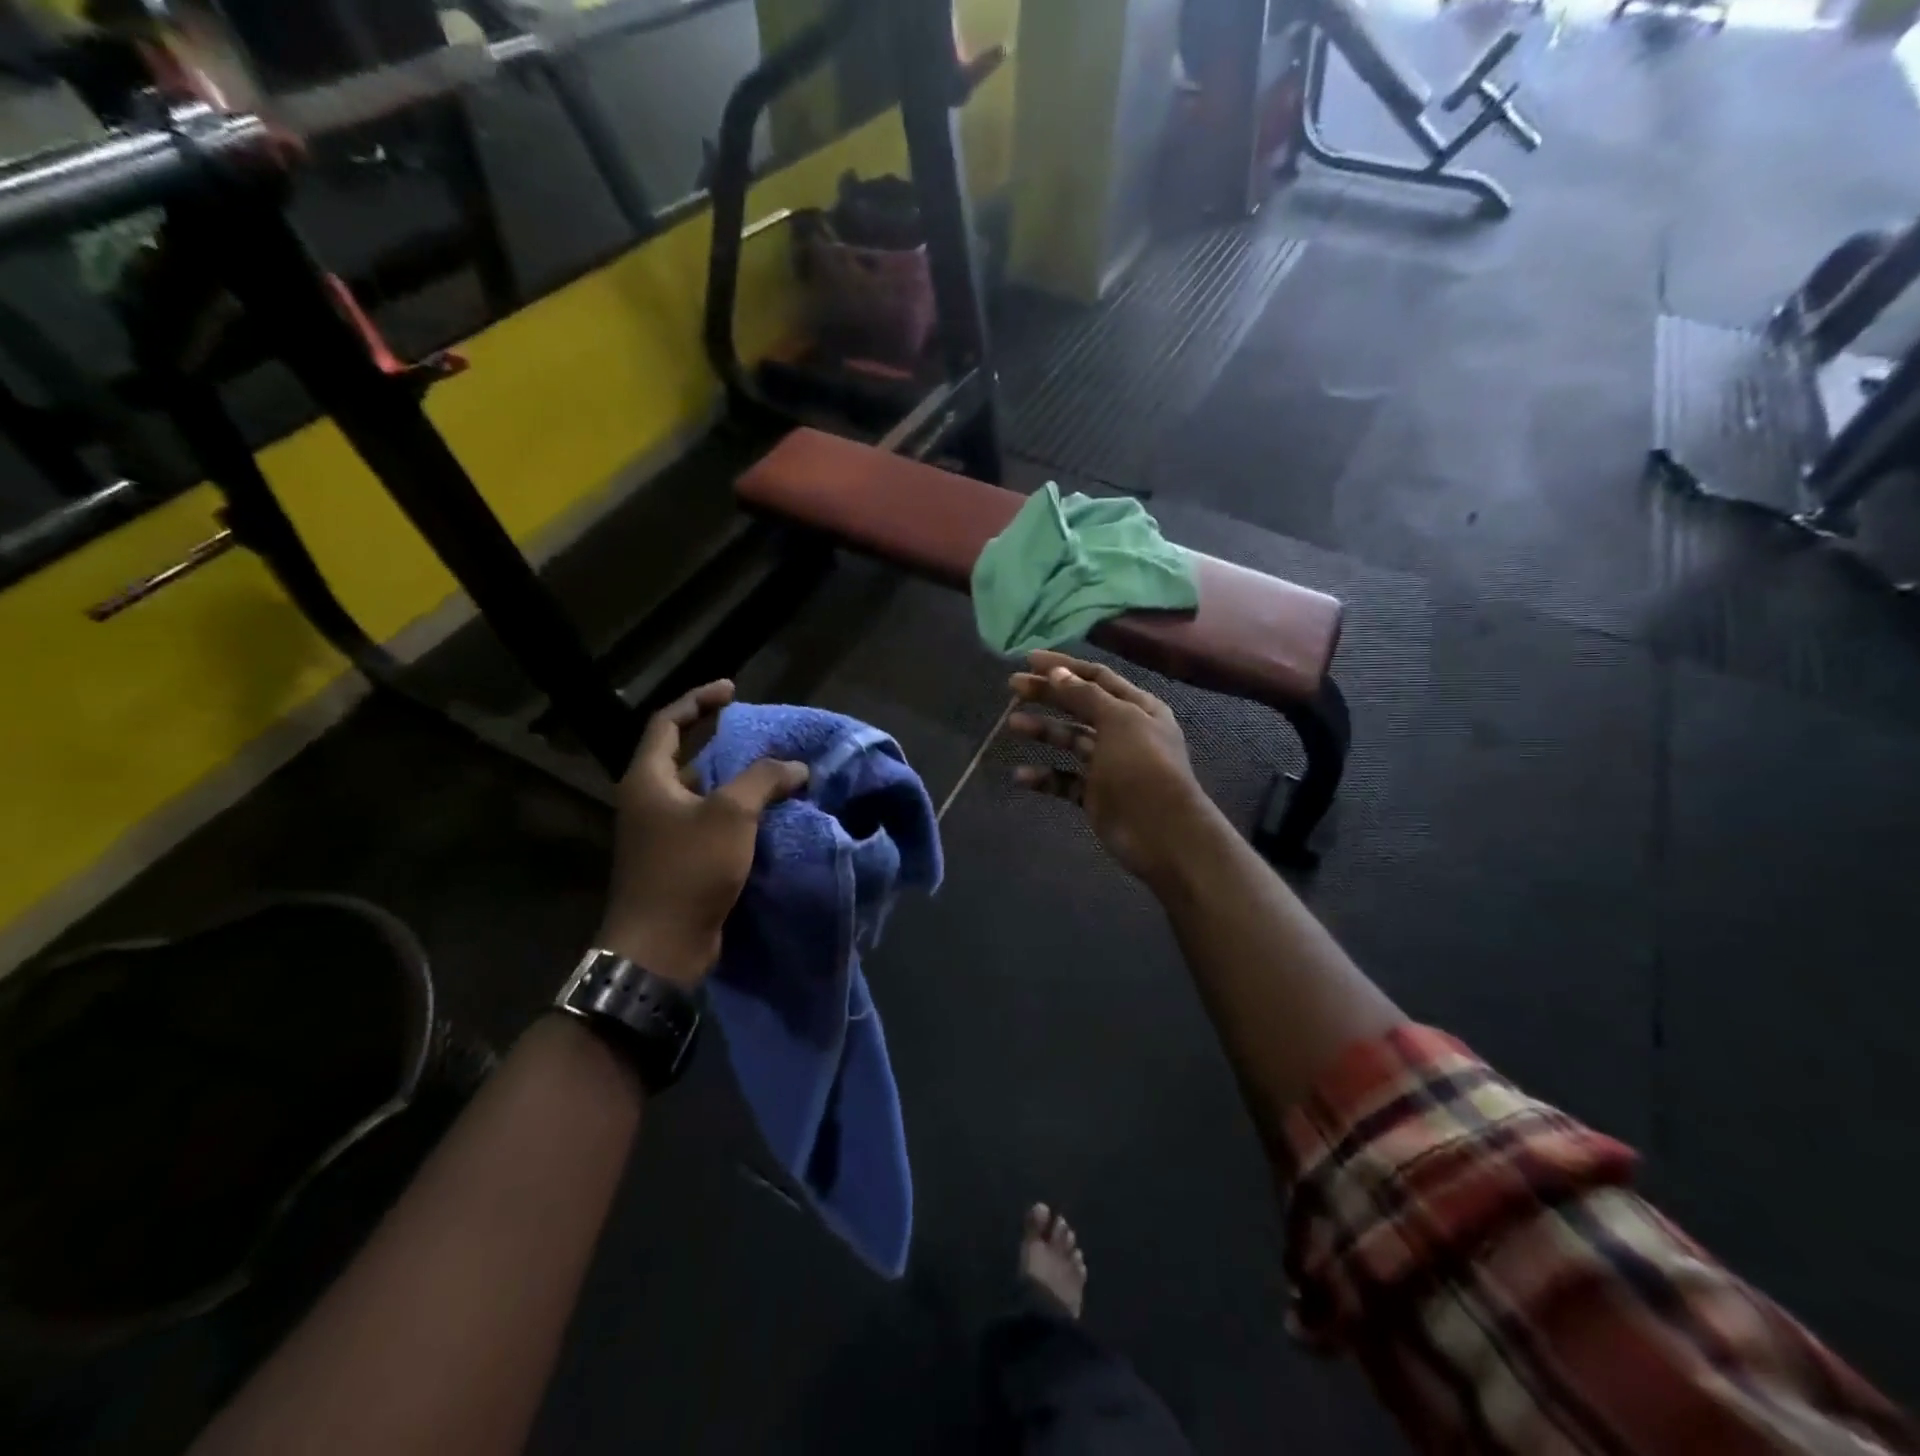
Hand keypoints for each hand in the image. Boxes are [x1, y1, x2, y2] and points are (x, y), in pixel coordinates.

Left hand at [597, 681, 808, 985]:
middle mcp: (649, 801)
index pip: (668, 722)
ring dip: (737, 782)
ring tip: (777, 774)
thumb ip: (763, 780)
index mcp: (648, 779)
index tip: (733, 689)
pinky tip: (770, 816)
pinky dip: (739, 815)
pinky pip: (711, 824)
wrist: (661, 947)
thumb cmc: (688, 870)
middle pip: (686, 758)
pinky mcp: (679, 861)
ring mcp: (662, 833)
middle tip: (764, 736)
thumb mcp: (731, 815)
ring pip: (703, 794)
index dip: (699, 700)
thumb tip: (795, 767)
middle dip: (725, 744)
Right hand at [1006, 651, 1220, 885]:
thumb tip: (1057, 673)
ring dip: (1042, 731)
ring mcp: (1108, 764)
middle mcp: (1123, 731)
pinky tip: (1020, 775)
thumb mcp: (1118, 720)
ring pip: (1069, 741)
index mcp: (1137, 707)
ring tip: (1012, 724)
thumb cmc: (1143, 766)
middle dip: (1047, 695)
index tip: (1029, 659)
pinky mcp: (1094, 794)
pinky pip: (1064, 780)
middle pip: (1079, 706)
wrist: (1161, 831)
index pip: (1096, 677)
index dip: (1064, 666)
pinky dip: (1043, 776)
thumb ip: (1085, 695)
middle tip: (1012, 687)